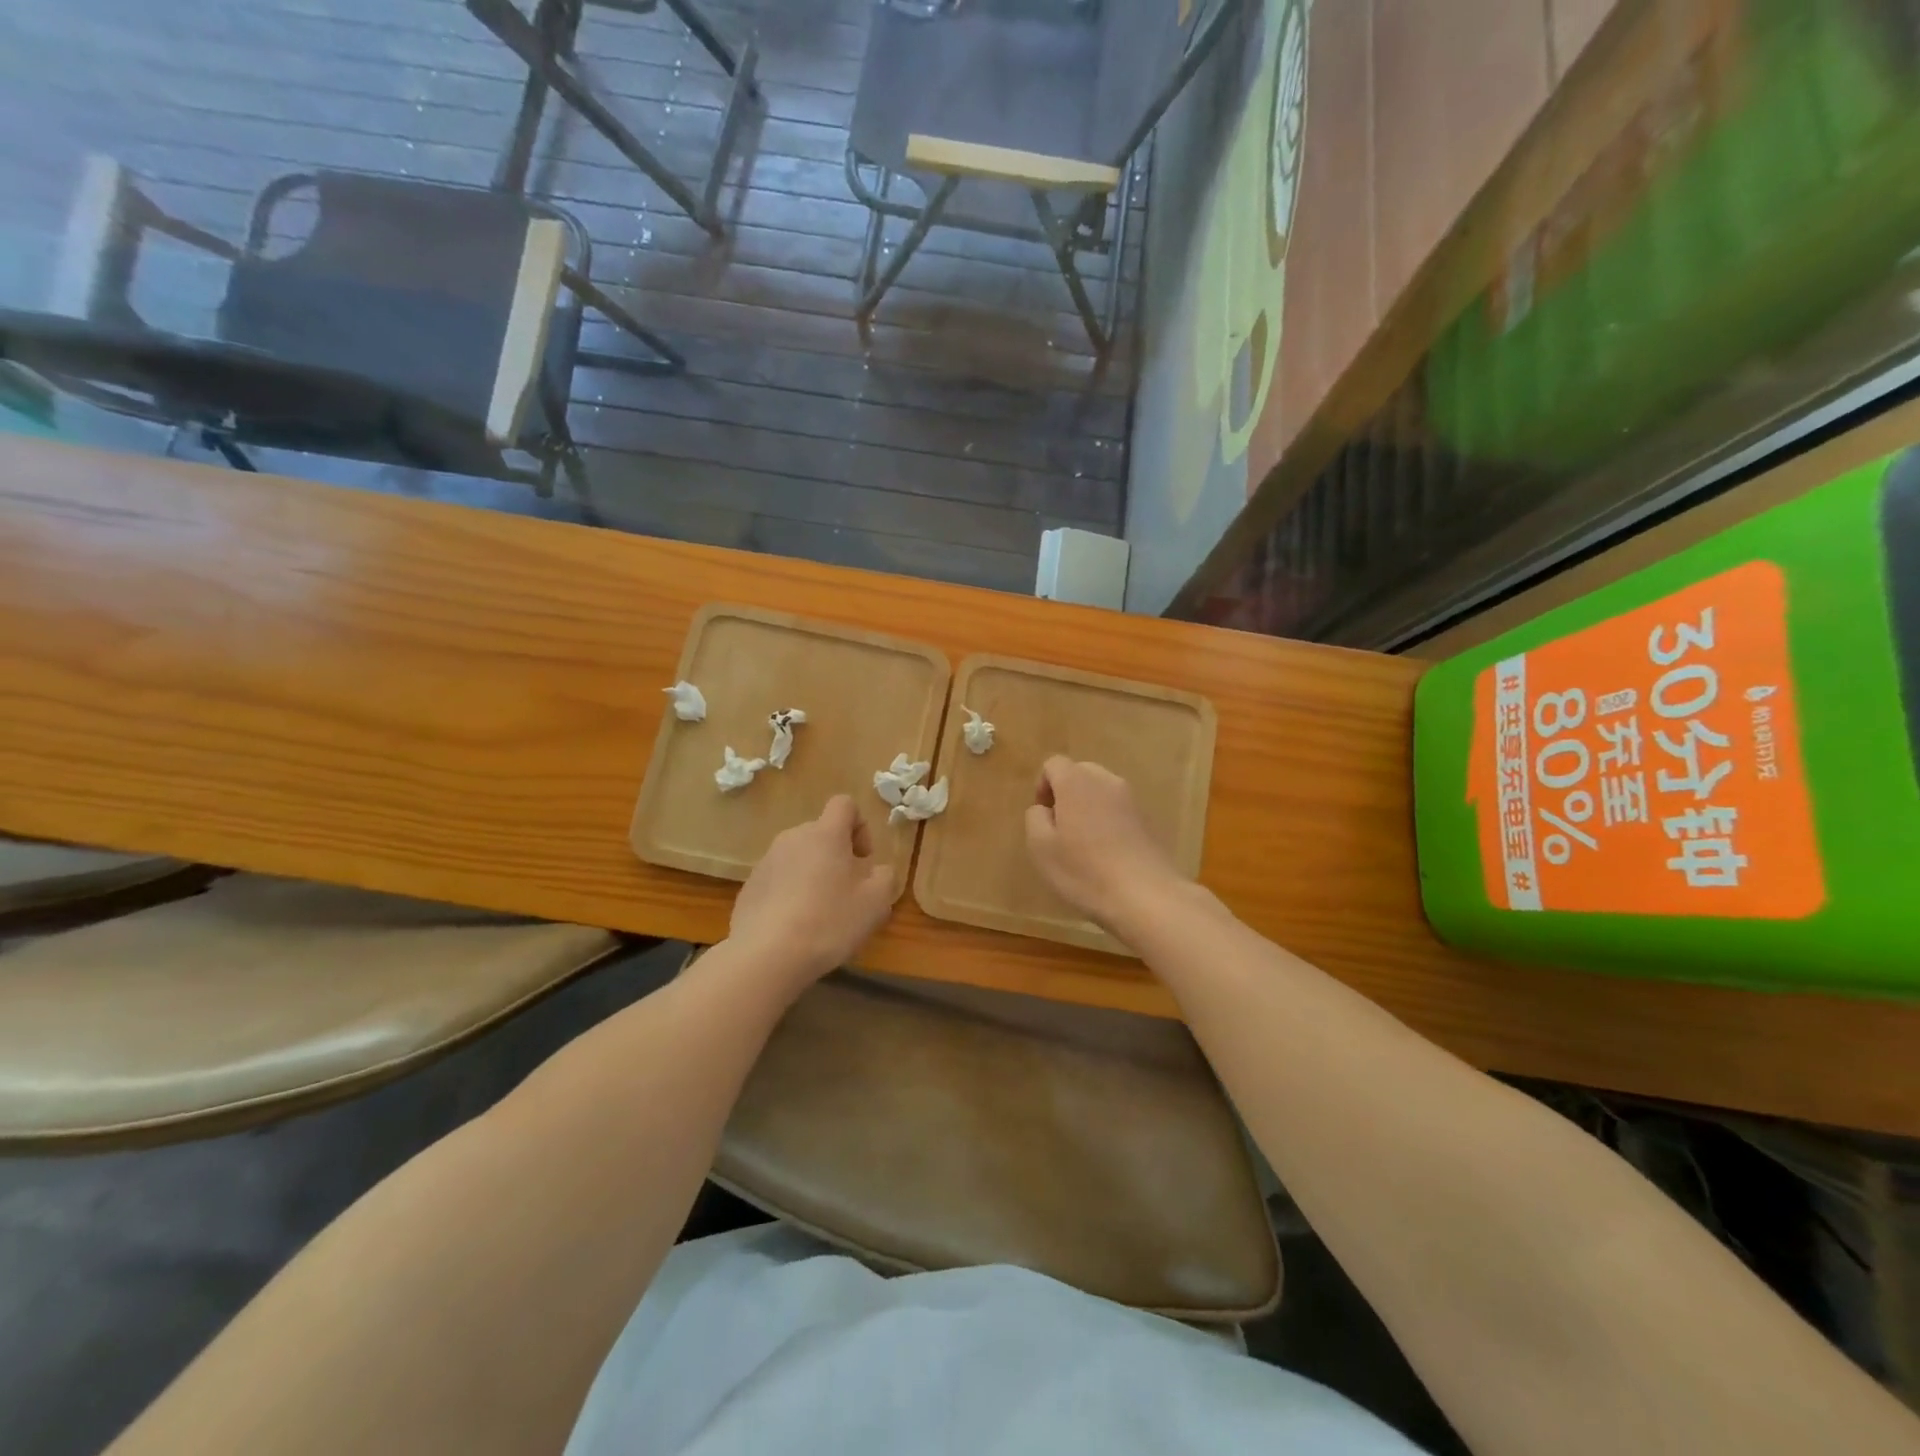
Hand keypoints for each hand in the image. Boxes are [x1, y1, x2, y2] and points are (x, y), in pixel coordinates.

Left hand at [727, 795, 895, 991]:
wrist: (766, 955)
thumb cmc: (829, 921)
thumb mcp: (876, 902)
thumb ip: (885, 877)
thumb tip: (878, 871)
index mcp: (825, 834)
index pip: (844, 804)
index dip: (860, 826)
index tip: (863, 860)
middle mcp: (793, 838)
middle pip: (821, 833)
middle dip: (837, 855)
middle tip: (847, 892)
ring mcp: (767, 861)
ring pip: (799, 857)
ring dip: (813, 874)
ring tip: (820, 913)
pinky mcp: (750, 886)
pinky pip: (779, 879)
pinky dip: (790, 893)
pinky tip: (795, 926)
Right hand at [1025, 757, 1183, 938]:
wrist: (1146, 895)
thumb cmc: (1084, 870)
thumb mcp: (1041, 848)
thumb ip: (1035, 818)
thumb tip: (1044, 809)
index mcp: (1076, 782)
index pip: (1054, 764)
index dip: (1043, 786)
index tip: (1043, 816)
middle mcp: (1106, 781)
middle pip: (1080, 772)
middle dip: (1066, 794)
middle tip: (1060, 829)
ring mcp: (1131, 799)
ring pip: (1101, 791)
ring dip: (1088, 807)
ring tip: (1083, 844)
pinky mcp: (1148, 819)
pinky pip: (1119, 809)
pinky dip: (1108, 821)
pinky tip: (1107, 853)